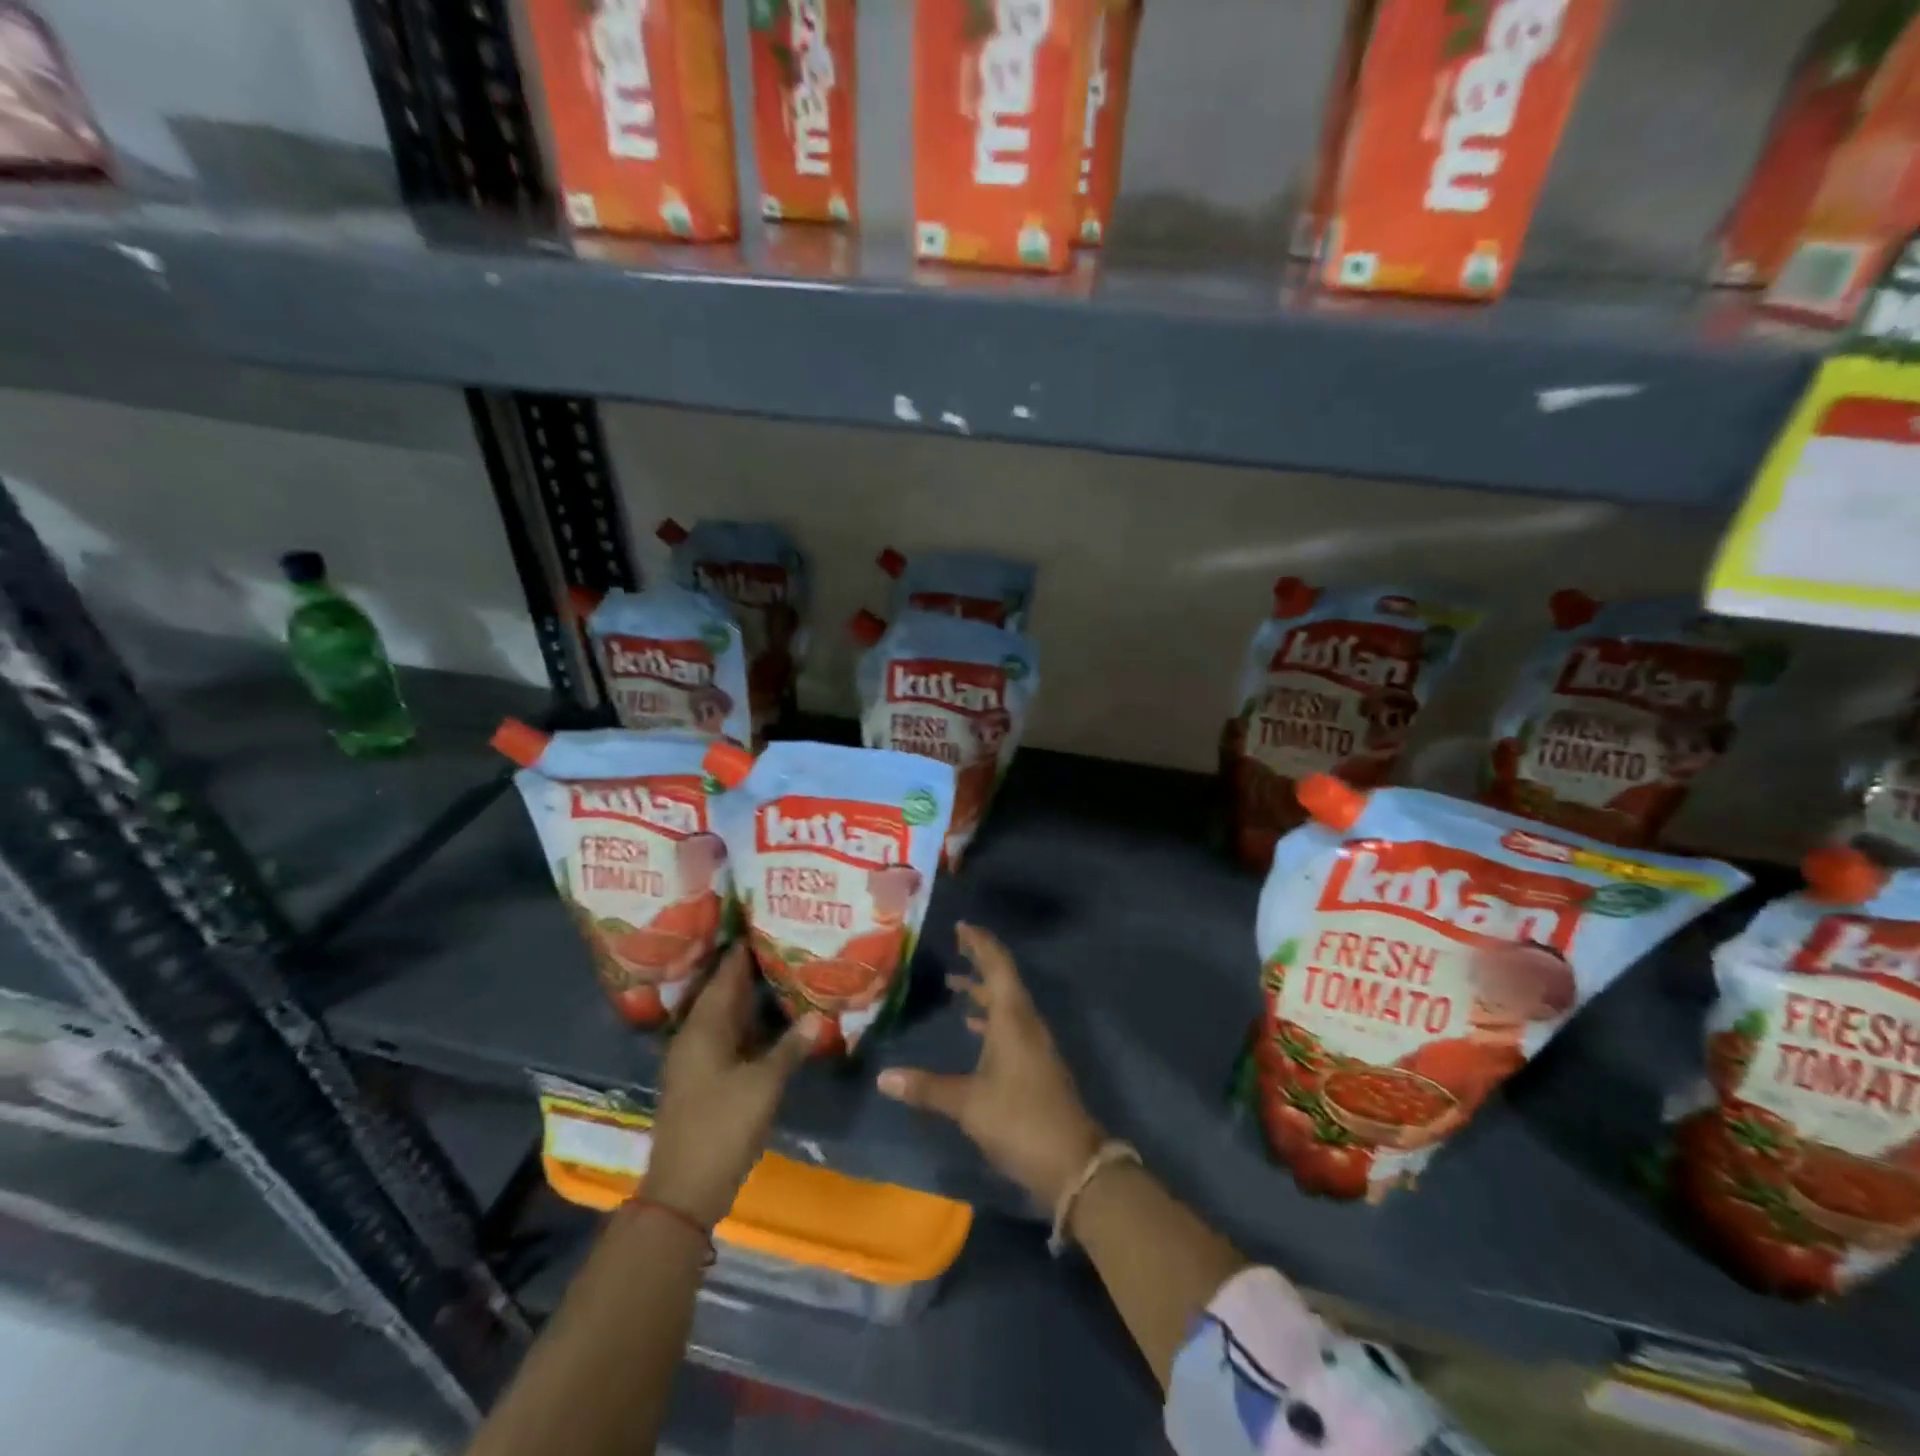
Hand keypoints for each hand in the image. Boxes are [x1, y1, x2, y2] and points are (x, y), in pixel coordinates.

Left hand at [644, 945, 819, 1227]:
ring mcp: (697, 1059)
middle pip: (724, 993)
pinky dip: (750, 1025)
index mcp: (703, 1028)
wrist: (685, 1190)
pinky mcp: (704, 1079)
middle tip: (783, 944)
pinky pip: (729, 1038)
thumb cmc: (722, 1127)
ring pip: (727, 1017)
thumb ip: (791, 1047)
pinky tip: (775, 1021)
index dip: (743, 949)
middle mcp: (695, 1036)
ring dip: (752, 998)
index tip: (765, 921)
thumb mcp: (763, 1084)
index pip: (724, 975)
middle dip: (751, 970)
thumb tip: (817, 1016)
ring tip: (785, 973)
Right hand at [876, 923, 1103, 1208]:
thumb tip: (883, 1077)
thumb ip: (926, 1088)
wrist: (1073, 1163)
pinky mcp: (1035, 1065)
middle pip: (1003, 979)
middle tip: (956, 945)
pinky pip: (1010, 1025)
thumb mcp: (968, 1104)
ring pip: (1006, 1003)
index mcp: (1012, 1019)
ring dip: (983, 990)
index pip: (997, 966)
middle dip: (980, 961)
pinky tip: (972, 1027)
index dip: (981, 943)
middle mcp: (1025, 1023)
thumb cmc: (1019, 1120)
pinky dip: (990, 1016)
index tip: (962, 926)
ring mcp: (1033, 1045)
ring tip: (954, 984)